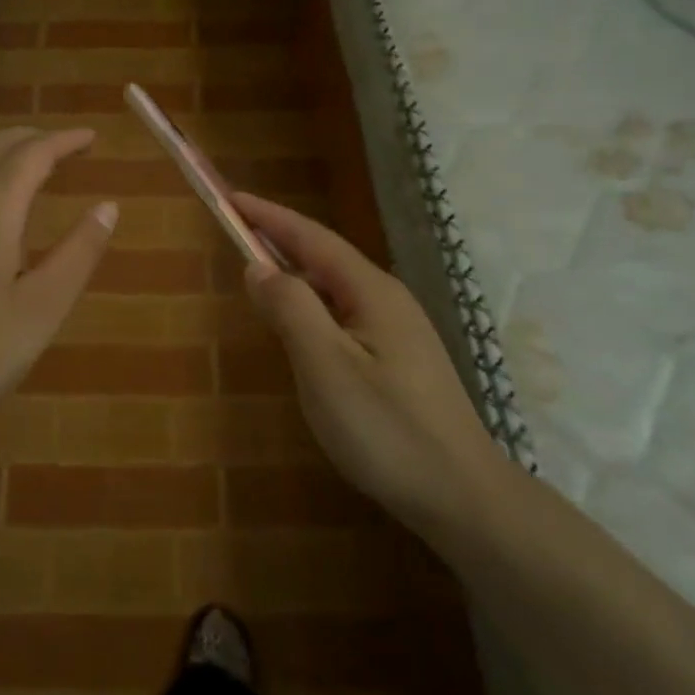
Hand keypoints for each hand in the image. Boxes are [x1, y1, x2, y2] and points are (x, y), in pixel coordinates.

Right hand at [235, 193, 507, 533]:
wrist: (463, 497)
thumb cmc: (387, 429)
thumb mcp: (326, 367)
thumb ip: (290, 309)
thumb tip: (258, 267)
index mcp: (372, 292)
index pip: (312, 238)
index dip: (270, 216)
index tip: (231, 198)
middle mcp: (388, 301)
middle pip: (325, 259)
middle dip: (280, 243)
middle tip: (236, 236)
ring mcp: (399, 332)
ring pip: (335, 291)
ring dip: (295, 279)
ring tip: (258, 281)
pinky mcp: (400, 362)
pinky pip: (345, 319)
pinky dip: (312, 311)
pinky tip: (300, 335)